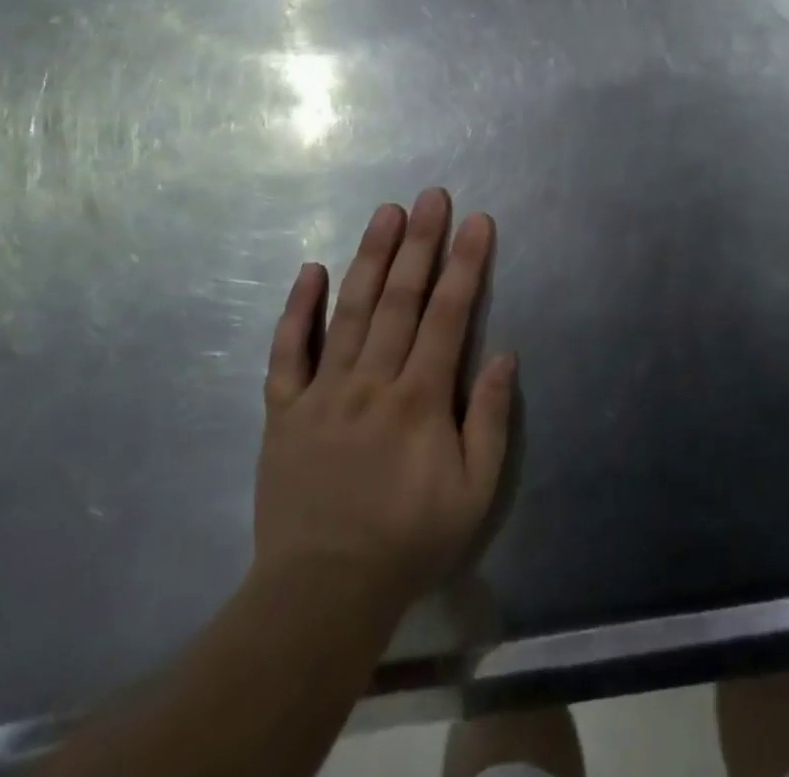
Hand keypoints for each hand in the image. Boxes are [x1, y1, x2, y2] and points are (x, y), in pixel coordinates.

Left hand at [253, 189, 514, 615]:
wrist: (322, 592)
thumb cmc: (409, 540)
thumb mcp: (474, 492)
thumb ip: (490, 419)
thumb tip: (504, 354)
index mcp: (420, 399)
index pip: (449, 315)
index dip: (465, 264)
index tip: (476, 221)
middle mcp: (372, 381)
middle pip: (401, 299)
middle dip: (421, 243)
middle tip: (431, 196)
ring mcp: (323, 392)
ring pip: (350, 311)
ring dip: (371, 257)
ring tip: (386, 213)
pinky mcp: (284, 410)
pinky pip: (288, 352)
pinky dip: (297, 309)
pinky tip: (310, 269)